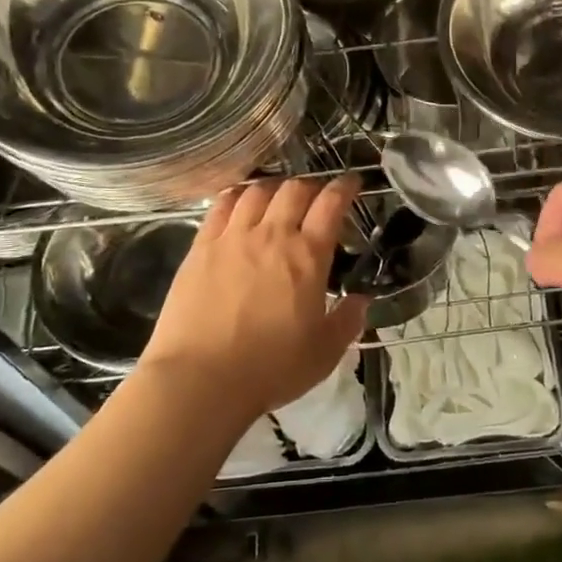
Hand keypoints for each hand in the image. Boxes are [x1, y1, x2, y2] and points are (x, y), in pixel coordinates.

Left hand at [138, 175, 368, 422]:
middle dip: (311, 186)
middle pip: (294, 189)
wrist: (201, 380)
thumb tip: (361, 300)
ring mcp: (233, 237)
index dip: (345, 187)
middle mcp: (272, 234)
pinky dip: (236, 195)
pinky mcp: (201, 247)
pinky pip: (221, 206)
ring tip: (278, 196)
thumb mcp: (325, 352)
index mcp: (308, 255)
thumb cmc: (271, 368)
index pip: (332, 204)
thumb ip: (348, 321)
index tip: (353, 182)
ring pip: (257, 192)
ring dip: (274, 187)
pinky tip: (239, 200)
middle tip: (317, 196)